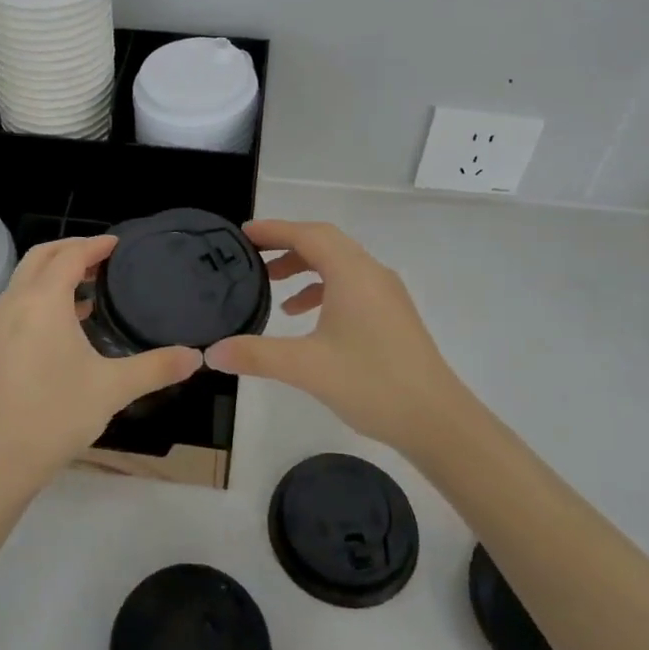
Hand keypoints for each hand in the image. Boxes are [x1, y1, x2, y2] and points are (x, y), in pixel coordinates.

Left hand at [0, 236, 201, 492]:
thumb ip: (157, 367)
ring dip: (55, 270)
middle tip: (104, 256)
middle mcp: (15, 302)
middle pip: (41, 256)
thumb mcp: (113, 388)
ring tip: (91, 283)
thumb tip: (196, 357)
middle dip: (71, 249)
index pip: (70, 256)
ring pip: (25, 277)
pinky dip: (42, 293)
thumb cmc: (56, 415)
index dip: (96, 245)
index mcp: (42, 301)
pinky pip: (19, 300)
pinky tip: (69, 318)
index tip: (119, 244)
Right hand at [206, 220, 467, 451]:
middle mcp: (371, 273)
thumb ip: (256, 355)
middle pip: (325, 243)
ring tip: (274, 291)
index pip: (308, 235)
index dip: (274, 230)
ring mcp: (387, 293)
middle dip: (287, 246)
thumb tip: (212, 352)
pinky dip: (324, 290)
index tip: (243, 233)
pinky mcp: (393, 314)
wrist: (436, 419)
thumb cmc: (371, 383)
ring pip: (340, 264)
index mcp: (352, 274)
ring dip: (305, 269)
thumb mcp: (306, 367)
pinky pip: (352, 285)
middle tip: (253, 257)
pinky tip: (307, 318)